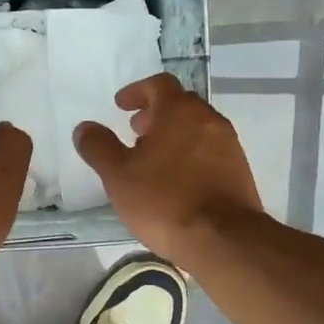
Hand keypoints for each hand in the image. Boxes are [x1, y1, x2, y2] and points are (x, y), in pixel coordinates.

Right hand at [72, 73, 265, 259]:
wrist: (223, 239)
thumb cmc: (164, 200)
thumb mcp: (119, 175)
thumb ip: (99, 147)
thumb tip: (84, 127)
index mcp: (179, 111)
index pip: (159, 84)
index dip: (137, 92)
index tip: (121, 107)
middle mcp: (209, 119)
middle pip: (180, 104)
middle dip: (155, 114)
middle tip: (135, 133)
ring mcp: (229, 145)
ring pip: (197, 128)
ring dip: (174, 135)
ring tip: (153, 161)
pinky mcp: (239, 170)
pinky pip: (210, 151)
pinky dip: (190, 154)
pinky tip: (176, 181)